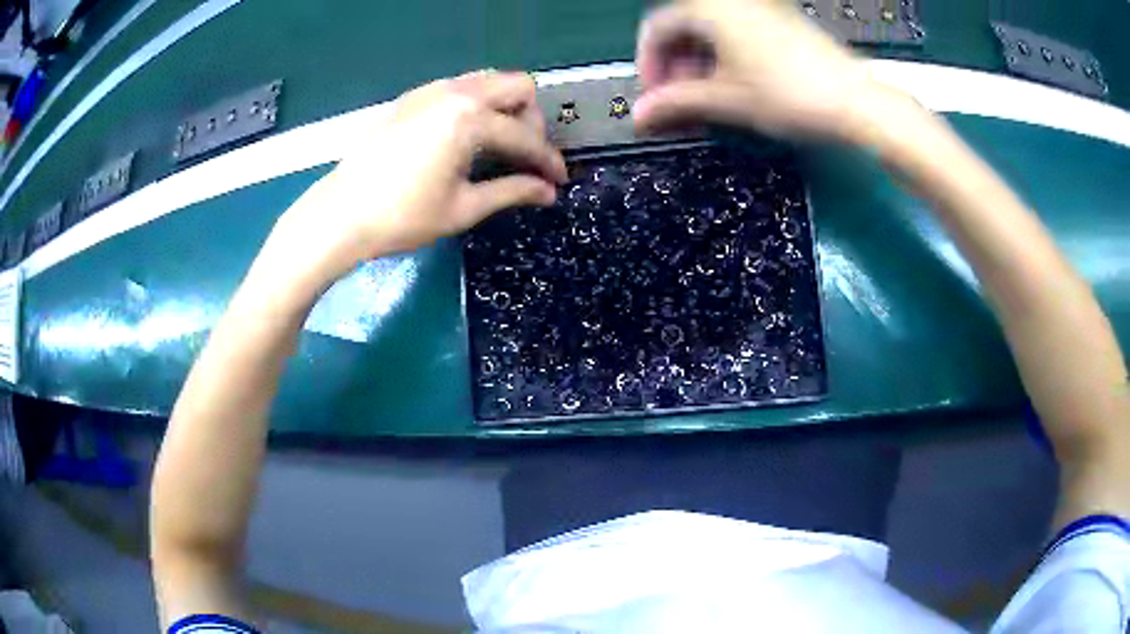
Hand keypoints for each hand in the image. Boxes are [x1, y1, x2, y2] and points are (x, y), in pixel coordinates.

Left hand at [270, 70, 567, 289]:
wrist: (340, 214)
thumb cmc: (402, 217)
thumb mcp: (463, 208)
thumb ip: (512, 192)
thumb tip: (548, 193)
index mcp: (470, 119)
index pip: (525, 136)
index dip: (547, 161)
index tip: (559, 181)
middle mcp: (455, 92)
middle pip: (517, 86)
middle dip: (532, 120)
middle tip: (527, 155)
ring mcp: (430, 90)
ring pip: (488, 81)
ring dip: (505, 107)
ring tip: (499, 144)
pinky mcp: (412, 98)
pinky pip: (459, 87)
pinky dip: (476, 105)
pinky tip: (465, 136)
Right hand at [634, 0, 892, 141]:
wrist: (855, 101)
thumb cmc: (791, 93)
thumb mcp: (726, 99)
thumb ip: (676, 104)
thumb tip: (639, 117)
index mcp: (709, 7)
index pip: (656, 29)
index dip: (648, 66)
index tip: (654, 97)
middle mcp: (731, 1)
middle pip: (683, 30)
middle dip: (674, 69)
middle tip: (679, 105)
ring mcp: (759, 10)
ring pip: (710, 34)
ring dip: (698, 68)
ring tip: (706, 102)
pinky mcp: (780, 24)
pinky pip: (736, 36)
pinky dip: (725, 61)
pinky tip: (732, 88)